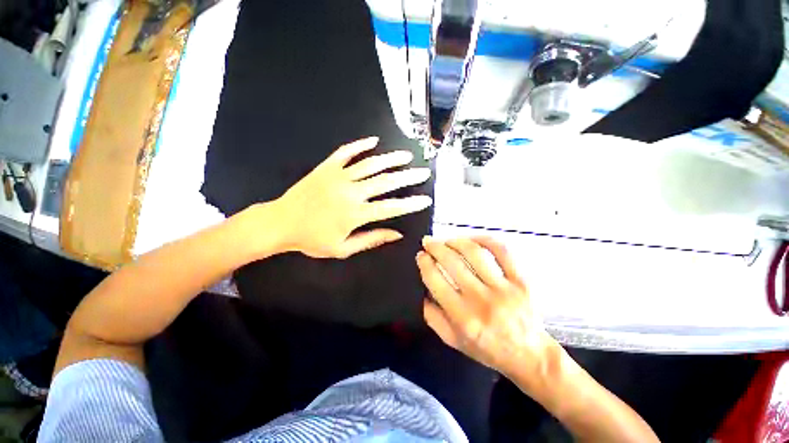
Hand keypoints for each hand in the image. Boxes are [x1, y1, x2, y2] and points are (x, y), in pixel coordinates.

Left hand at [274, 136, 431, 258]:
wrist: (280, 223)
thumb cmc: (312, 240)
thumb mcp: (342, 248)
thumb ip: (371, 239)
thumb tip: (397, 234)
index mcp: (355, 214)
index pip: (391, 207)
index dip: (410, 204)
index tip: (425, 200)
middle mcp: (350, 192)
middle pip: (386, 182)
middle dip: (408, 177)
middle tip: (423, 172)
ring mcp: (338, 176)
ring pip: (370, 164)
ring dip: (391, 159)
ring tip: (406, 156)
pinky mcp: (327, 167)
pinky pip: (346, 152)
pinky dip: (360, 145)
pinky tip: (373, 141)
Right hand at [417, 236, 556, 377]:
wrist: (529, 355)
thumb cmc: (487, 348)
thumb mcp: (452, 340)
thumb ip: (432, 316)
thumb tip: (422, 288)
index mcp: (462, 317)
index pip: (435, 280)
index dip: (425, 263)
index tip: (421, 255)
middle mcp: (481, 300)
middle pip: (452, 262)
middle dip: (435, 247)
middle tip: (428, 242)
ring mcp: (504, 288)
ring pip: (475, 253)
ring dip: (456, 241)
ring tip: (447, 241)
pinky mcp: (521, 280)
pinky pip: (502, 252)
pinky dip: (485, 240)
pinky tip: (472, 240)